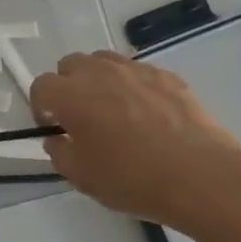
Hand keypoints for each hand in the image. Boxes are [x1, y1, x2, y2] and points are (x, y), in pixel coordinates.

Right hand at [31, 51, 240, 231]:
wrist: (199, 175)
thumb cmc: (133, 179)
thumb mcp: (82, 177)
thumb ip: (60, 152)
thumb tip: (58, 138)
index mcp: (72, 95)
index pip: (41, 86)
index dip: (41, 106)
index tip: (53, 127)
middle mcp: (100, 72)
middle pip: (71, 65)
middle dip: (68, 86)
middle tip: (80, 117)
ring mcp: (136, 70)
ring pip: (104, 62)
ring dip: (98, 80)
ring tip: (112, 110)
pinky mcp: (166, 75)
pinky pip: (137, 72)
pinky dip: (131, 86)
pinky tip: (146, 115)